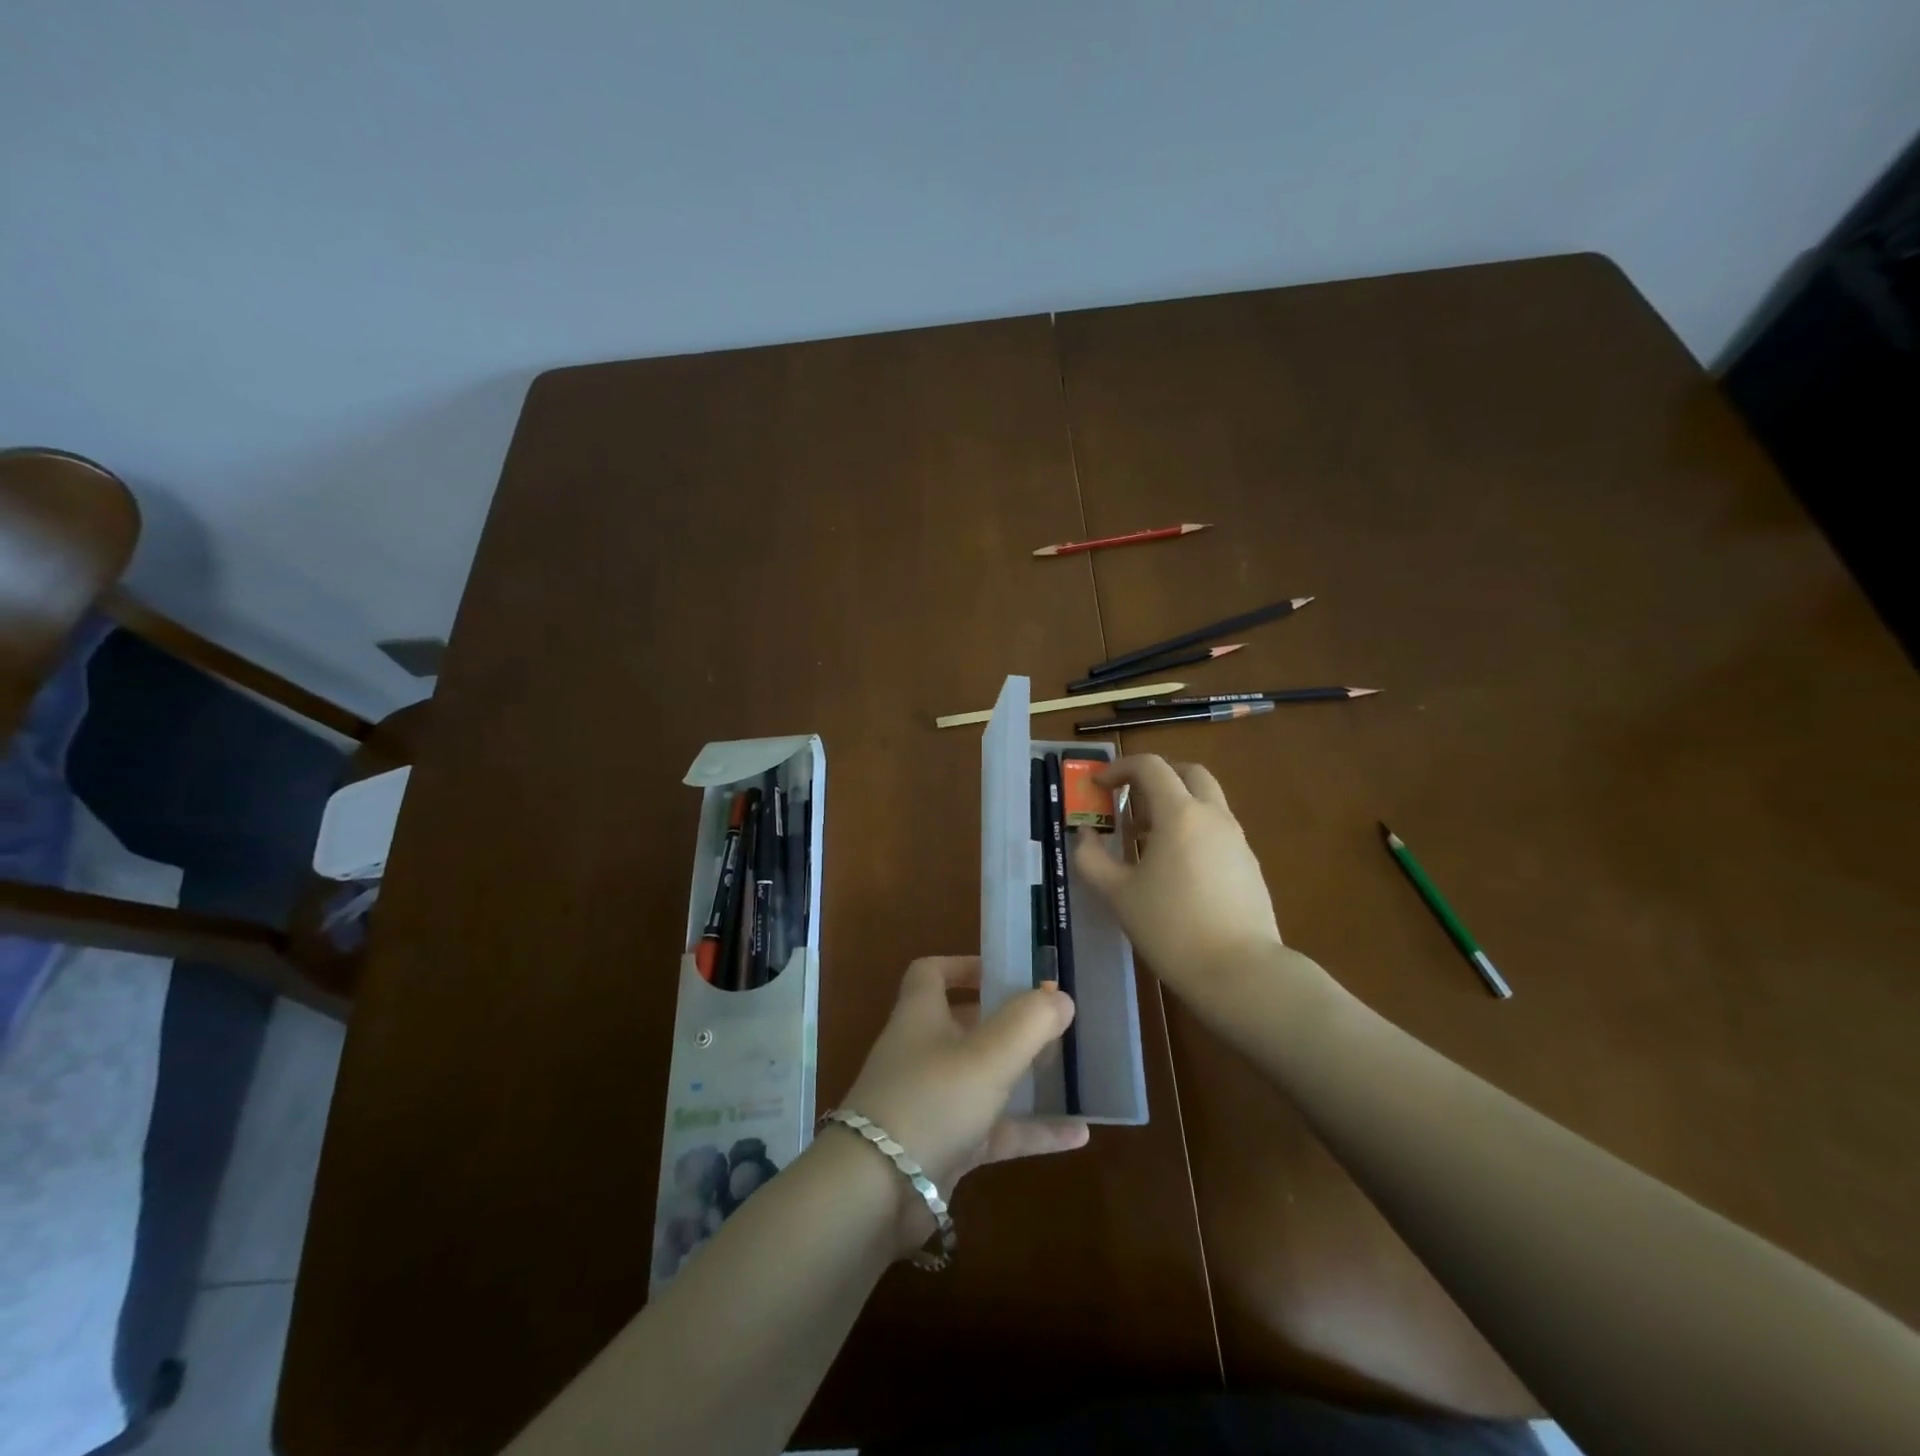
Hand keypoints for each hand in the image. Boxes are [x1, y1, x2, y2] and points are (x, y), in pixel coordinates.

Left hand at [837, 956, 1088, 1253]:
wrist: (875, 1193)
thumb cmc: (931, 1101)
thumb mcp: (987, 1055)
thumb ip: (1029, 1022)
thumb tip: (1061, 997)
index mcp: (920, 1016)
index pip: (931, 973)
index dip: (964, 966)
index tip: (1006, 972)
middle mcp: (922, 1052)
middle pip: (963, 1024)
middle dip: (1005, 1021)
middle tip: (1050, 1022)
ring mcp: (932, 1102)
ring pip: (982, 1078)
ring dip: (1023, 1075)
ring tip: (1069, 1071)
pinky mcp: (944, 1147)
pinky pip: (995, 1131)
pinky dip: (1032, 1130)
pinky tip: (1078, 1135)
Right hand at [1073, 755, 1284, 996]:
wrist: (1241, 973)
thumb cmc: (1171, 928)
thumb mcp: (1118, 894)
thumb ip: (1092, 859)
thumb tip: (1084, 836)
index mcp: (1180, 814)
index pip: (1150, 767)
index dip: (1119, 768)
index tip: (1098, 786)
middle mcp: (1213, 816)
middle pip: (1187, 773)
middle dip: (1156, 776)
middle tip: (1130, 799)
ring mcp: (1237, 840)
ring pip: (1206, 802)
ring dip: (1175, 805)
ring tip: (1145, 839)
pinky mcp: (1249, 865)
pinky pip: (1217, 830)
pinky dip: (1192, 830)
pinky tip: (1175, 869)